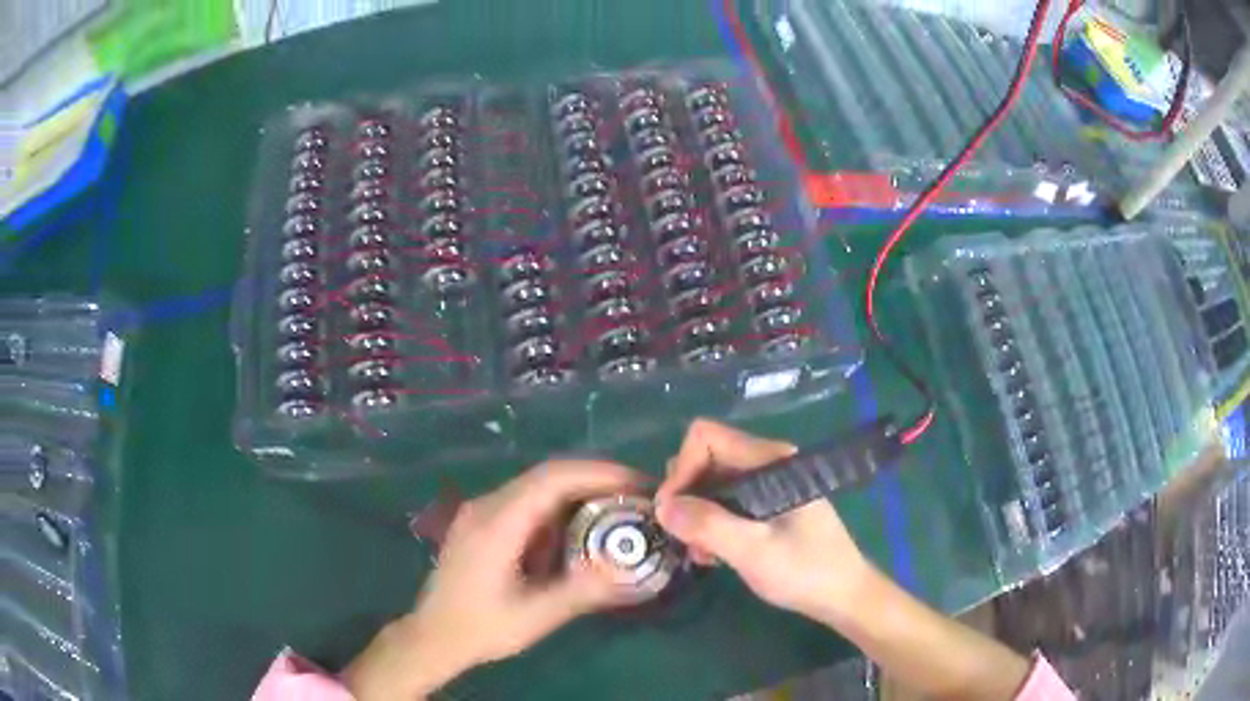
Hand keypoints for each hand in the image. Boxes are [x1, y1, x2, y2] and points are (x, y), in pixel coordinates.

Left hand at [345, 460, 642, 699]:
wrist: (433, 635)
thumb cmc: (482, 627)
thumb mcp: (535, 616)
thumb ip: (581, 592)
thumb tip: (628, 572)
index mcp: (497, 523)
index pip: (553, 478)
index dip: (599, 473)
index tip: (637, 483)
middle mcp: (487, 506)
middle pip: (547, 475)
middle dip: (595, 479)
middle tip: (637, 496)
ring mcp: (481, 511)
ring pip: (537, 485)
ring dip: (578, 491)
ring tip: (616, 509)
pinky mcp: (481, 522)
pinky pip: (526, 501)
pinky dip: (559, 506)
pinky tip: (577, 528)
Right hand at [655, 419, 875, 626]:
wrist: (844, 595)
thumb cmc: (805, 571)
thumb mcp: (753, 551)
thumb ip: (708, 525)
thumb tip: (662, 507)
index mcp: (770, 461)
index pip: (706, 438)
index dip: (681, 471)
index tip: (672, 513)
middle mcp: (768, 464)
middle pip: (706, 458)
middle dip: (686, 495)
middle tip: (686, 537)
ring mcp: (768, 485)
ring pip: (712, 483)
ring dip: (696, 515)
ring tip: (700, 552)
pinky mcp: (767, 506)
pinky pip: (725, 502)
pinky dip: (711, 524)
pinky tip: (712, 554)